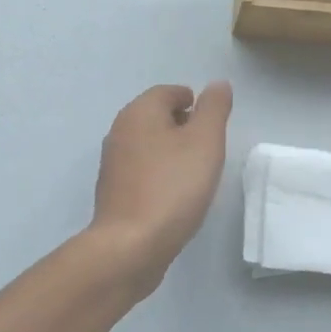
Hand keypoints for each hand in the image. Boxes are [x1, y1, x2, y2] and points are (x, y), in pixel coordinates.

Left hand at [88, 81, 232, 296]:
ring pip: (148, 145)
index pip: (168, 92)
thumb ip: (214, 109)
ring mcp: (113, 164)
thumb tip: (217, 84)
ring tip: (195, 174)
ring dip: (171, 152)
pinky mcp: (113, 193)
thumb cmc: (172, 187)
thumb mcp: (205, 141)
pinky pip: (141, 171)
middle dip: (183, 126)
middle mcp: (120, 131)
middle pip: (156, 117)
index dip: (194, 102)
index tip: (213, 126)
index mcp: (139, 112)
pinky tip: (174, 196)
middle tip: (209, 149)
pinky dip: (159, 174)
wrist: (130, 246)